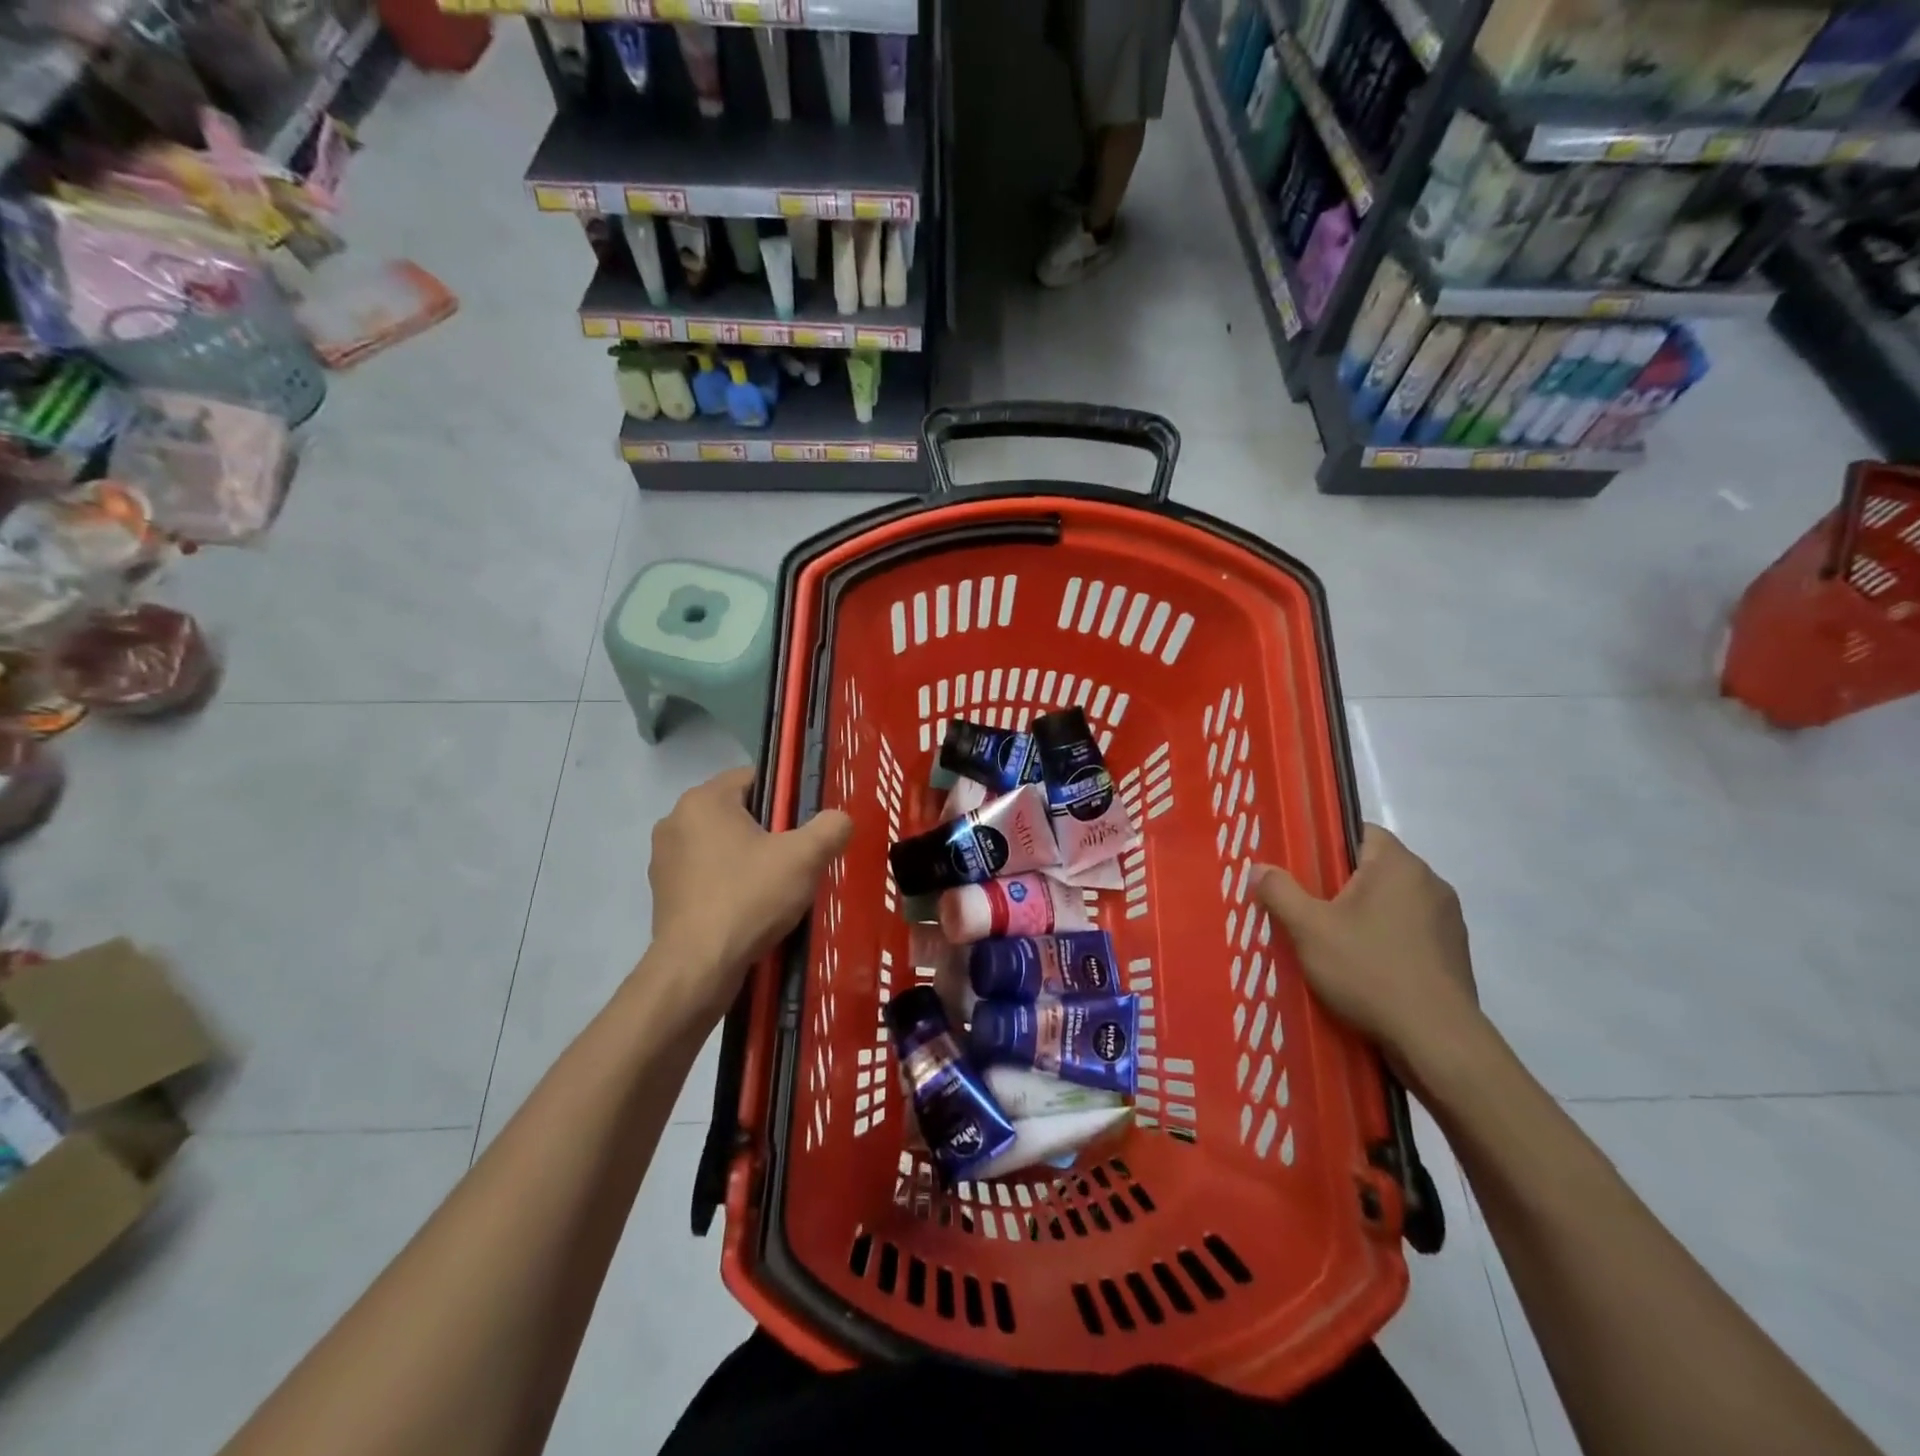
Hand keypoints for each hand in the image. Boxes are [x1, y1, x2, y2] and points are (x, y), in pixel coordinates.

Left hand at [646, 766, 852, 1021]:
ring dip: (747, 858)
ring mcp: (663, 858)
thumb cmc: (749, 898)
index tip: (804, 826)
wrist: (698, 968)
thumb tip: (840, 819)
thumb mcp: (805, 858)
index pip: (754, 778)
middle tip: (796, 859)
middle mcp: (675, 820)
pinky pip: (706, 874)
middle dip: (768, 831)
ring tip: (775, 888)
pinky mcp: (662, 893)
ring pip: (721, 844)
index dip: (785, 798)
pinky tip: (749, 908)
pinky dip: (728, 883)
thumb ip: (830, 828)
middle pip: (737, 812)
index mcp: (704, 800)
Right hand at [1256, 825, 1480, 1076]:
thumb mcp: (1309, 929)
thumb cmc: (1370, 970)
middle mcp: (1430, 883)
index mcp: (1398, 865)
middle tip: (1306, 907)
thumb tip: (1259, 868)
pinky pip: (1410, 933)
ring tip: (1331, 941)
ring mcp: (1448, 920)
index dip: (1326, 844)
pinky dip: (1386, 941)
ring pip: (1392, 903)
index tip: (1300, 868)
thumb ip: (1280, 892)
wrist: (1437, 1040)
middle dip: (1340, 884)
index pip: (1360, 831)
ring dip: (1364, 915)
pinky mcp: (1454, 955)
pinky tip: (1364, 968)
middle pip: (1374, 868)